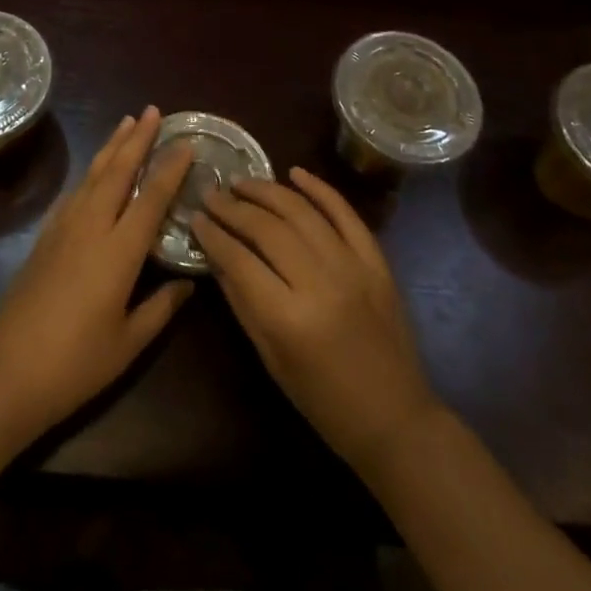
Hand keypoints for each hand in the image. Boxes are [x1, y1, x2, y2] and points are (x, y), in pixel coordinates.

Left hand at [0, 108, 193, 437]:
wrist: (9, 372)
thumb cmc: (77, 363)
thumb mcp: (129, 343)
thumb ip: (162, 308)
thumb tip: (189, 283)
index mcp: (118, 250)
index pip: (150, 197)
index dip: (169, 167)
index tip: (186, 142)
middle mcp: (91, 227)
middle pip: (117, 171)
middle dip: (137, 138)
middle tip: (153, 110)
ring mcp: (64, 228)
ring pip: (93, 175)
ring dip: (112, 146)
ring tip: (127, 123)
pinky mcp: (45, 237)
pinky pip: (74, 192)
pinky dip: (90, 172)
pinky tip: (95, 170)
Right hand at [192, 169, 442, 474]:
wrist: (395, 417)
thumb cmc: (322, 400)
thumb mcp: (270, 358)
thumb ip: (242, 302)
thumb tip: (216, 256)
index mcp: (288, 318)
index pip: (239, 259)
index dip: (213, 235)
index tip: (195, 218)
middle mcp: (320, 283)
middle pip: (267, 228)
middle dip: (233, 207)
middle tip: (212, 195)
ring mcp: (352, 266)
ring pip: (301, 212)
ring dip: (268, 191)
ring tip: (242, 183)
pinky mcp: (376, 261)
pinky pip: (345, 213)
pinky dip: (320, 188)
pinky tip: (295, 173)